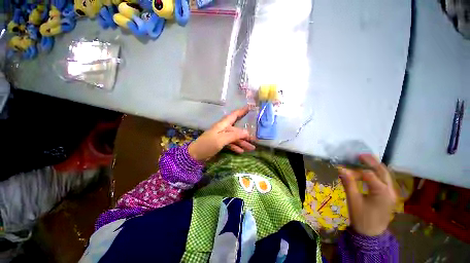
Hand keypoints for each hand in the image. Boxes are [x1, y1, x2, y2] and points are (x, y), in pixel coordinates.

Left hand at [188, 106, 255, 161]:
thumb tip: (247, 132)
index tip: (250, 107)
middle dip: (245, 134)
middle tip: (255, 140)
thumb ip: (234, 135)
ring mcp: (221, 137)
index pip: (234, 115)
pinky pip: (230, 144)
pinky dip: (236, 147)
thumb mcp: (221, 140)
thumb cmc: (207, 145)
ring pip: (234, 138)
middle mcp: (222, 129)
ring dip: (242, 143)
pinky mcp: (219, 144)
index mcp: (222, 125)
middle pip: (236, 130)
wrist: (195, 155)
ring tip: (251, 148)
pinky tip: (241, 151)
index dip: (242, 111)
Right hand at [338, 154, 396, 236]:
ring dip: (376, 167)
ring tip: (366, 162)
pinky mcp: (392, 195)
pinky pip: (387, 180)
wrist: (371, 236)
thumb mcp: (354, 203)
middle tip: (360, 156)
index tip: (346, 172)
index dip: (356, 172)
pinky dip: (380, 174)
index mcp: (381, 190)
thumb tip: (342, 170)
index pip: (368, 174)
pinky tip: (374, 174)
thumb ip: (349, 185)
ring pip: (386, 173)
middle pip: (381, 169)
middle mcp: (390, 188)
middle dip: (371, 161)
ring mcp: (393, 191)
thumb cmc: (362, 220)